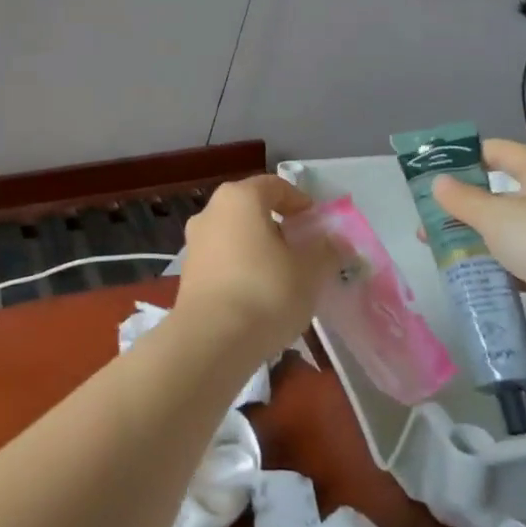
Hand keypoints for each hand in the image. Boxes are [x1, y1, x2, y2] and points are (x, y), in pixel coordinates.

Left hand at [172, 175, 340, 355]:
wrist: (212, 340)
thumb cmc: (266, 292)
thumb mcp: (310, 271)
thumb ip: (327, 251)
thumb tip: (338, 243)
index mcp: (239, 198)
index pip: (275, 186)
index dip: (300, 202)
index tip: (317, 225)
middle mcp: (210, 212)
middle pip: (252, 209)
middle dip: (279, 226)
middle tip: (303, 250)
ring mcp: (194, 243)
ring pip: (235, 235)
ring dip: (259, 249)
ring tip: (284, 276)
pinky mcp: (188, 273)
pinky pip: (223, 260)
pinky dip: (242, 268)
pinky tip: (258, 295)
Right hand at [429, 141, 525, 317]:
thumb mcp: (496, 215)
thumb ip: (463, 199)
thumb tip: (438, 183)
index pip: (496, 151)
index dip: (462, 157)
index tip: (429, 172)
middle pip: (498, 194)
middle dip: (462, 207)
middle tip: (427, 221)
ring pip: (507, 231)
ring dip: (476, 239)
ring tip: (439, 251)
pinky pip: (519, 262)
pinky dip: (496, 267)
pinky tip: (470, 276)